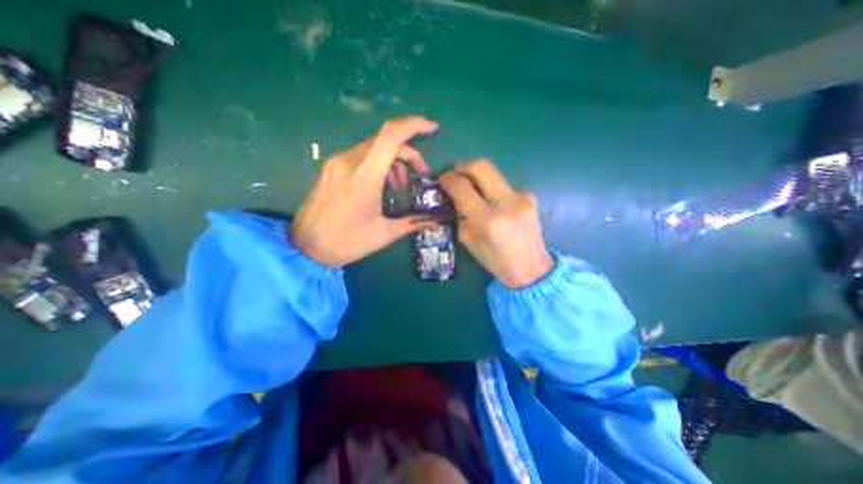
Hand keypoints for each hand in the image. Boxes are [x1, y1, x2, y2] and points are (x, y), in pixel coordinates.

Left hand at [290, 116, 438, 267]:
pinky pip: (360, 156)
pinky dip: (378, 164)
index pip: (391, 136)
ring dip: (393, 160)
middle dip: (408, 153)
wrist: (305, 248)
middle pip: (385, 141)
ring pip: (373, 148)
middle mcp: (349, 161)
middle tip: (420, 174)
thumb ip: (413, 222)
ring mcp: (337, 163)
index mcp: (364, 176)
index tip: (432, 128)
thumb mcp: (384, 234)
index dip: (414, 125)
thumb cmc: (346, 242)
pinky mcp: (331, 168)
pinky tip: (381, 185)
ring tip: (400, 185)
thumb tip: (435, 220)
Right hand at [439, 161, 552, 287]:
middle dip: (463, 166)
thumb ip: (461, 215)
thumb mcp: (469, 241)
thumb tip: (455, 196)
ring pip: (494, 173)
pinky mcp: (530, 196)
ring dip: (478, 177)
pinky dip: (492, 189)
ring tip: (472, 190)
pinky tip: (492, 202)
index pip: (462, 187)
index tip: (442, 179)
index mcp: (487, 220)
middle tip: (455, 174)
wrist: (531, 268)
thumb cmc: (496, 260)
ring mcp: (522, 197)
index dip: (448, 179)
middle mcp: (506, 203)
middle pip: (481, 166)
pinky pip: (504, 185)